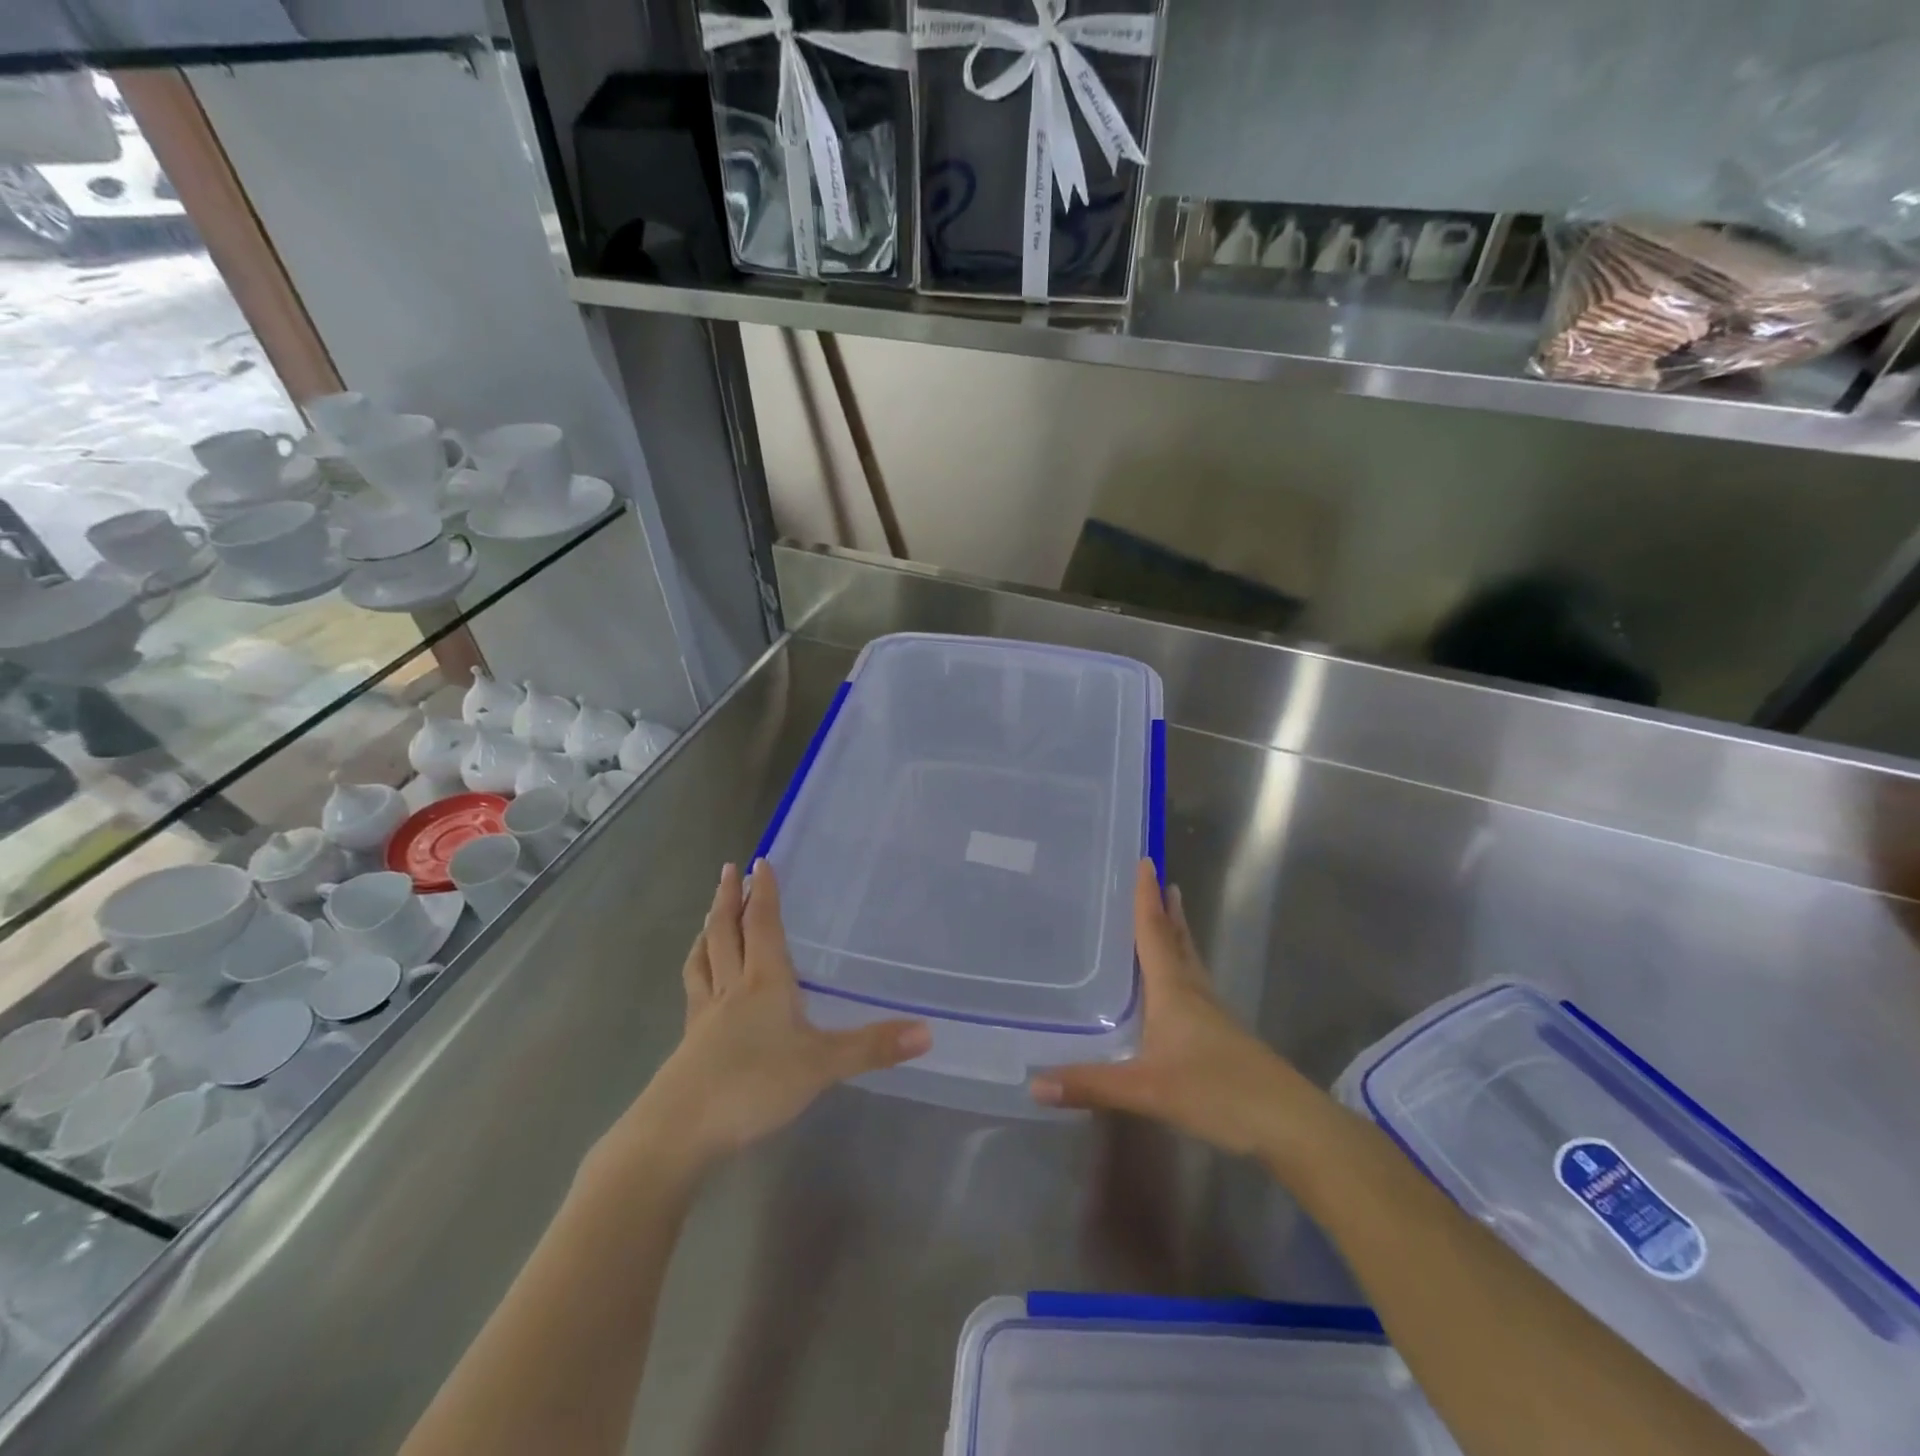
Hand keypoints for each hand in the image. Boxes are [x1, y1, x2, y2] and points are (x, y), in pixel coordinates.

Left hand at [614, 862, 929, 1175]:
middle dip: (728, 899)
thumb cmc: (754, 1084)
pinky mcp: (690, 1042)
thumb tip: (928, 1030)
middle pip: (726, 932)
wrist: (680, 1130)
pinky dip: (697, 971)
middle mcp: (731, 988)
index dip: (762, 893)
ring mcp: (705, 1014)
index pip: (762, 925)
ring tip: (709, 916)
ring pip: (704, 959)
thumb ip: (872, 1047)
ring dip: (708, 931)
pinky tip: (700, 982)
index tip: (759, 861)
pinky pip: (694, 991)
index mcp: (763, 982)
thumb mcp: (821, 1065)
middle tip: (728, 870)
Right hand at [1031, 861, 1300, 1155]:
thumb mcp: (1147, 1090)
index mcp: (1173, 990)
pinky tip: (1174, 985)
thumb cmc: (1217, 1092)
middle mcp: (1193, 991)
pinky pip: (1193, 985)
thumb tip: (1035, 1083)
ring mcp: (1212, 1013)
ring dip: (1177, 934)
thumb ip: (1091, 1084)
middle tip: (1159, 879)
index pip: (1155, 932)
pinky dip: (1180, 967)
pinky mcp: (1222, 1034)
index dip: (1146, 898)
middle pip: (1177, 939)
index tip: (1145, 861)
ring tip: (1170, 913)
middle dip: (1165, 909)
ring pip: (1189, 961)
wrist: (1288, 1123)